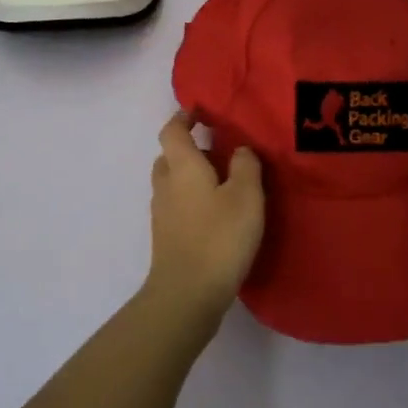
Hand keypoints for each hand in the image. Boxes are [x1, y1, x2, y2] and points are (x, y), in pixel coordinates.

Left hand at [143, 111, 265, 339]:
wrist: (186, 295)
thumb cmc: (218, 237)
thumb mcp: (246, 196)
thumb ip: (246, 166)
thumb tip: (240, 149)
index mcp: (182, 165)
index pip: (172, 130)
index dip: (184, 117)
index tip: (202, 112)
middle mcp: (165, 184)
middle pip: (170, 155)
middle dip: (190, 148)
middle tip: (219, 151)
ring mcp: (162, 213)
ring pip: (172, 181)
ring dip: (191, 176)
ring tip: (222, 183)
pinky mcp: (165, 237)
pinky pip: (176, 205)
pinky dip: (191, 199)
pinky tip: (215, 214)